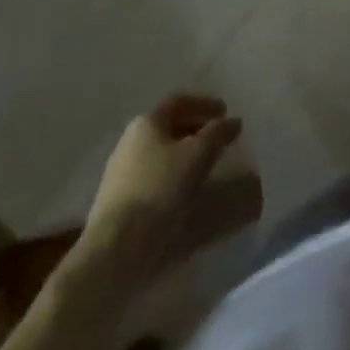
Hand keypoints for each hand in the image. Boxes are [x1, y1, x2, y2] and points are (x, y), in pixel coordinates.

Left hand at [82, 95, 242, 272]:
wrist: (116, 248)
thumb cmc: (160, 188)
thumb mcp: (198, 154)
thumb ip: (218, 133)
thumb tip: (233, 121)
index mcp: (146, 122)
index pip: (179, 102)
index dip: (205, 104)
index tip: (226, 112)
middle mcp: (129, 141)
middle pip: (168, 126)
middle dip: (196, 129)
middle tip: (219, 138)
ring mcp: (120, 173)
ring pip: (160, 153)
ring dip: (185, 154)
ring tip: (207, 165)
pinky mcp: (119, 202)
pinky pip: (153, 177)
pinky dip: (174, 175)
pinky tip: (186, 190)